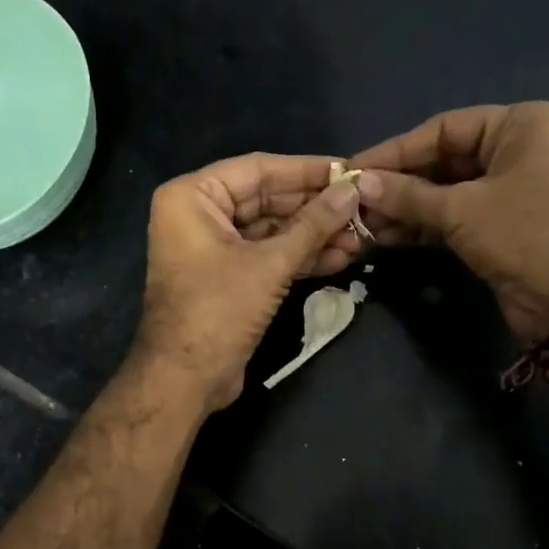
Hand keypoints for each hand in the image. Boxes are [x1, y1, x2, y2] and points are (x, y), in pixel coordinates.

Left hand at [131, 154, 362, 412]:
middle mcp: (199, 216)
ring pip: (271, 232)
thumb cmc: (219, 310)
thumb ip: (313, 225)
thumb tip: (351, 191)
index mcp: (193, 197)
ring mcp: (213, 250)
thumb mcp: (270, 263)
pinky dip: (299, 259)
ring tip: (360, 236)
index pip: (258, 169)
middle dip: (314, 209)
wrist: (186, 378)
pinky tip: (340, 258)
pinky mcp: (228, 280)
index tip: (349, 170)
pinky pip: (266, 258)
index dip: (307, 170)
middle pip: (266, 200)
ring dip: (313, 236)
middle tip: (361, 207)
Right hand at [349, 102, 548, 341]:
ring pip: (444, 191)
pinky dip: (422, 225)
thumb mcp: (462, 210)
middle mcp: (516, 149)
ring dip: (405, 207)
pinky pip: (453, 216)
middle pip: (443, 159)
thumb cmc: (526, 236)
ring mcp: (508, 189)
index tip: (355, 169)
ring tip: (362, 221)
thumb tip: (360, 184)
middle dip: (398, 183)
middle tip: (354, 199)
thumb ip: (408, 195)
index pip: (444, 129)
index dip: (396, 150)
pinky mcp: (499, 224)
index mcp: (520, 125)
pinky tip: (385, 234)